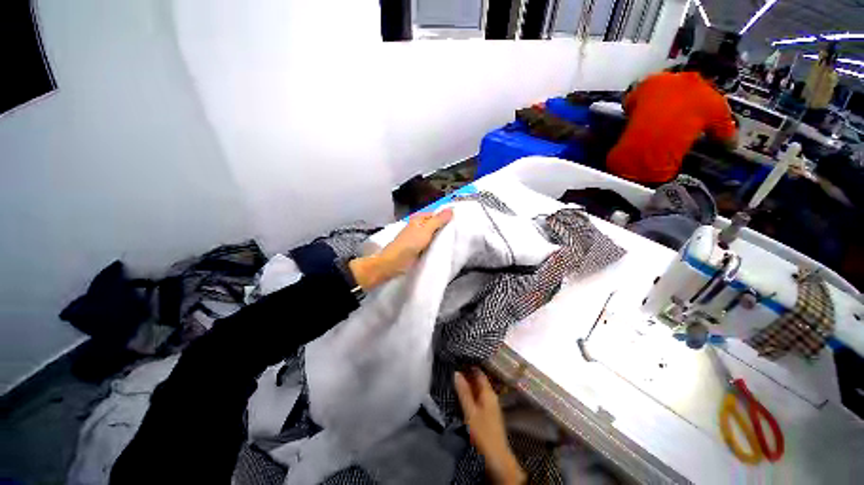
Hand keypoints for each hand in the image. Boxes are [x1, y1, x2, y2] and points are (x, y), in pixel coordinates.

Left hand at [349, 208, 453, 289]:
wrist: (394, 263)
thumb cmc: (409, 244)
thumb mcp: (426, 230)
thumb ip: (438, 220)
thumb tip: (451, 209)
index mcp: (418, 219)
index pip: (435, 214)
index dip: (446, 216)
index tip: (459, 221)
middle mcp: (418, 226)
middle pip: (434, 225)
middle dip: (444, 227)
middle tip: (459, 231)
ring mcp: (417, 238)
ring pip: (433, 235)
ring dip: (441, 237)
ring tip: (455, 239)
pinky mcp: (417, 248)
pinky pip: (430, 244)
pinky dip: (436, 245)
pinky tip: (444, 248)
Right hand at [455, 369, 525, 484]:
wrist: (497, 458)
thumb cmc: (483, 433)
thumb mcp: (470, 412)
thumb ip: (463, 392)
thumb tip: (456, 372)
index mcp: (488, 392)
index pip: (479, 372)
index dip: (469, 364)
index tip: (458, 358)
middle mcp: (491, 395)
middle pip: (478, 380)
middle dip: (467, 373)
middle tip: (453, 366)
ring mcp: (490, 404)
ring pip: (478, 389)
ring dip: (468, 383)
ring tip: (454, 377)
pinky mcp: (488, 413)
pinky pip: (478, 397)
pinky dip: (470, 393)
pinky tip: (461, 393)